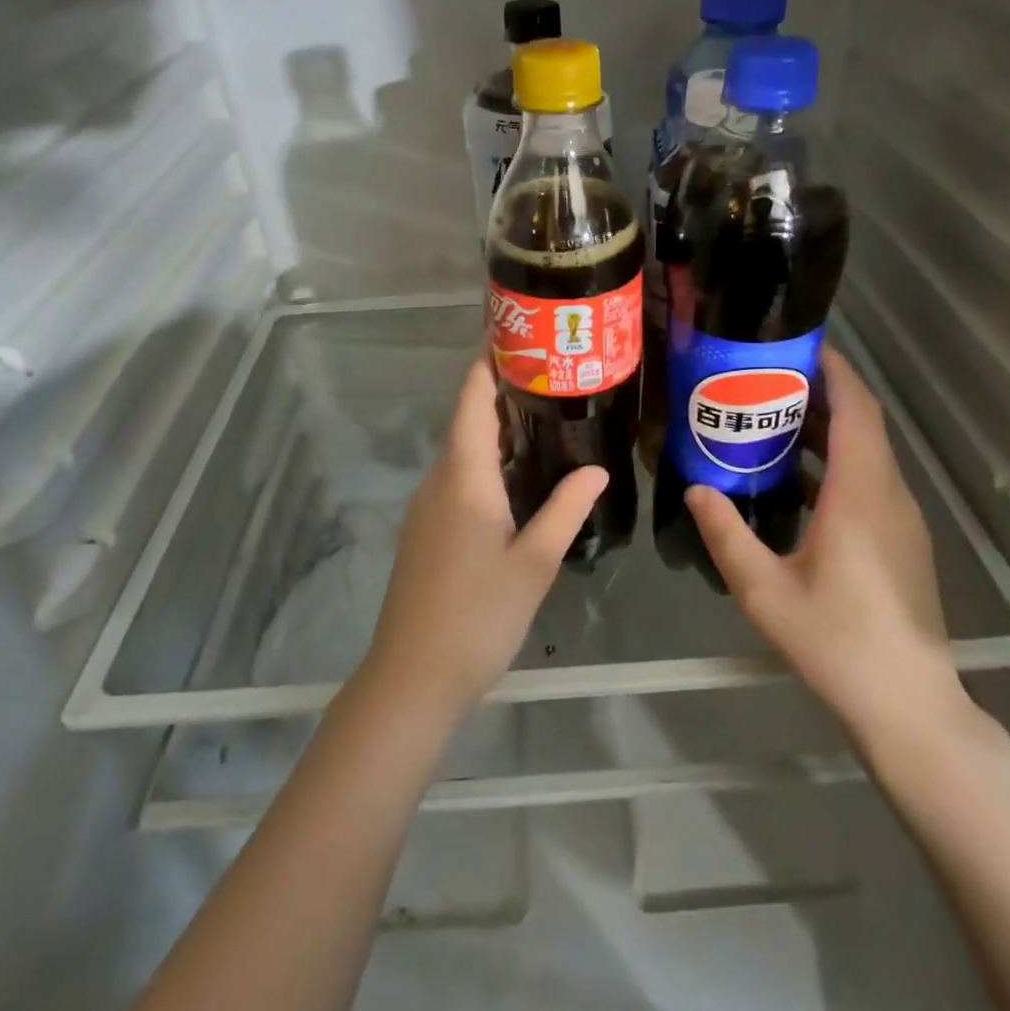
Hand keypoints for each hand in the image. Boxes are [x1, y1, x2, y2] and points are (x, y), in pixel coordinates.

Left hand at [362, 356, 608, 718]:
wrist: (412, 676)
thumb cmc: (478, 615)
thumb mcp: (534, 562)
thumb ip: (566, 509)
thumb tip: (597, 470)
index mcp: (464, 477)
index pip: (472, 401)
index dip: (488, 363)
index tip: (516, 334)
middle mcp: (439, 481)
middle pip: (467, 421)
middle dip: (504, 394)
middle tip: (554, 377)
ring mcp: (427, 507)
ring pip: (463, 452)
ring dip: (497, 431)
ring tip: (546, 419)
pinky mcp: (427, 531)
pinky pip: (458, 479)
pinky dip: (488, 463)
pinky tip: (520, 478)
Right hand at [684, 348, 965, 733]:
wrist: (908, 703)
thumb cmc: (836, 640)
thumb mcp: (764, 589)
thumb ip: (727, 533)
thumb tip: (696, 488)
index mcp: (861, 492)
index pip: (856, 408)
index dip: (832, 370)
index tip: (796, 346)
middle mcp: (889, 493)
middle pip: (862, 423)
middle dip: (818, 395)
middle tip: (763, 382)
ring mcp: (902, 518)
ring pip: (867, 453)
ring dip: (826, 431)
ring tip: (770, 424)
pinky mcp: (903, 541)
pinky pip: (870, 481)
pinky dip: (836, 465)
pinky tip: (796, 484)